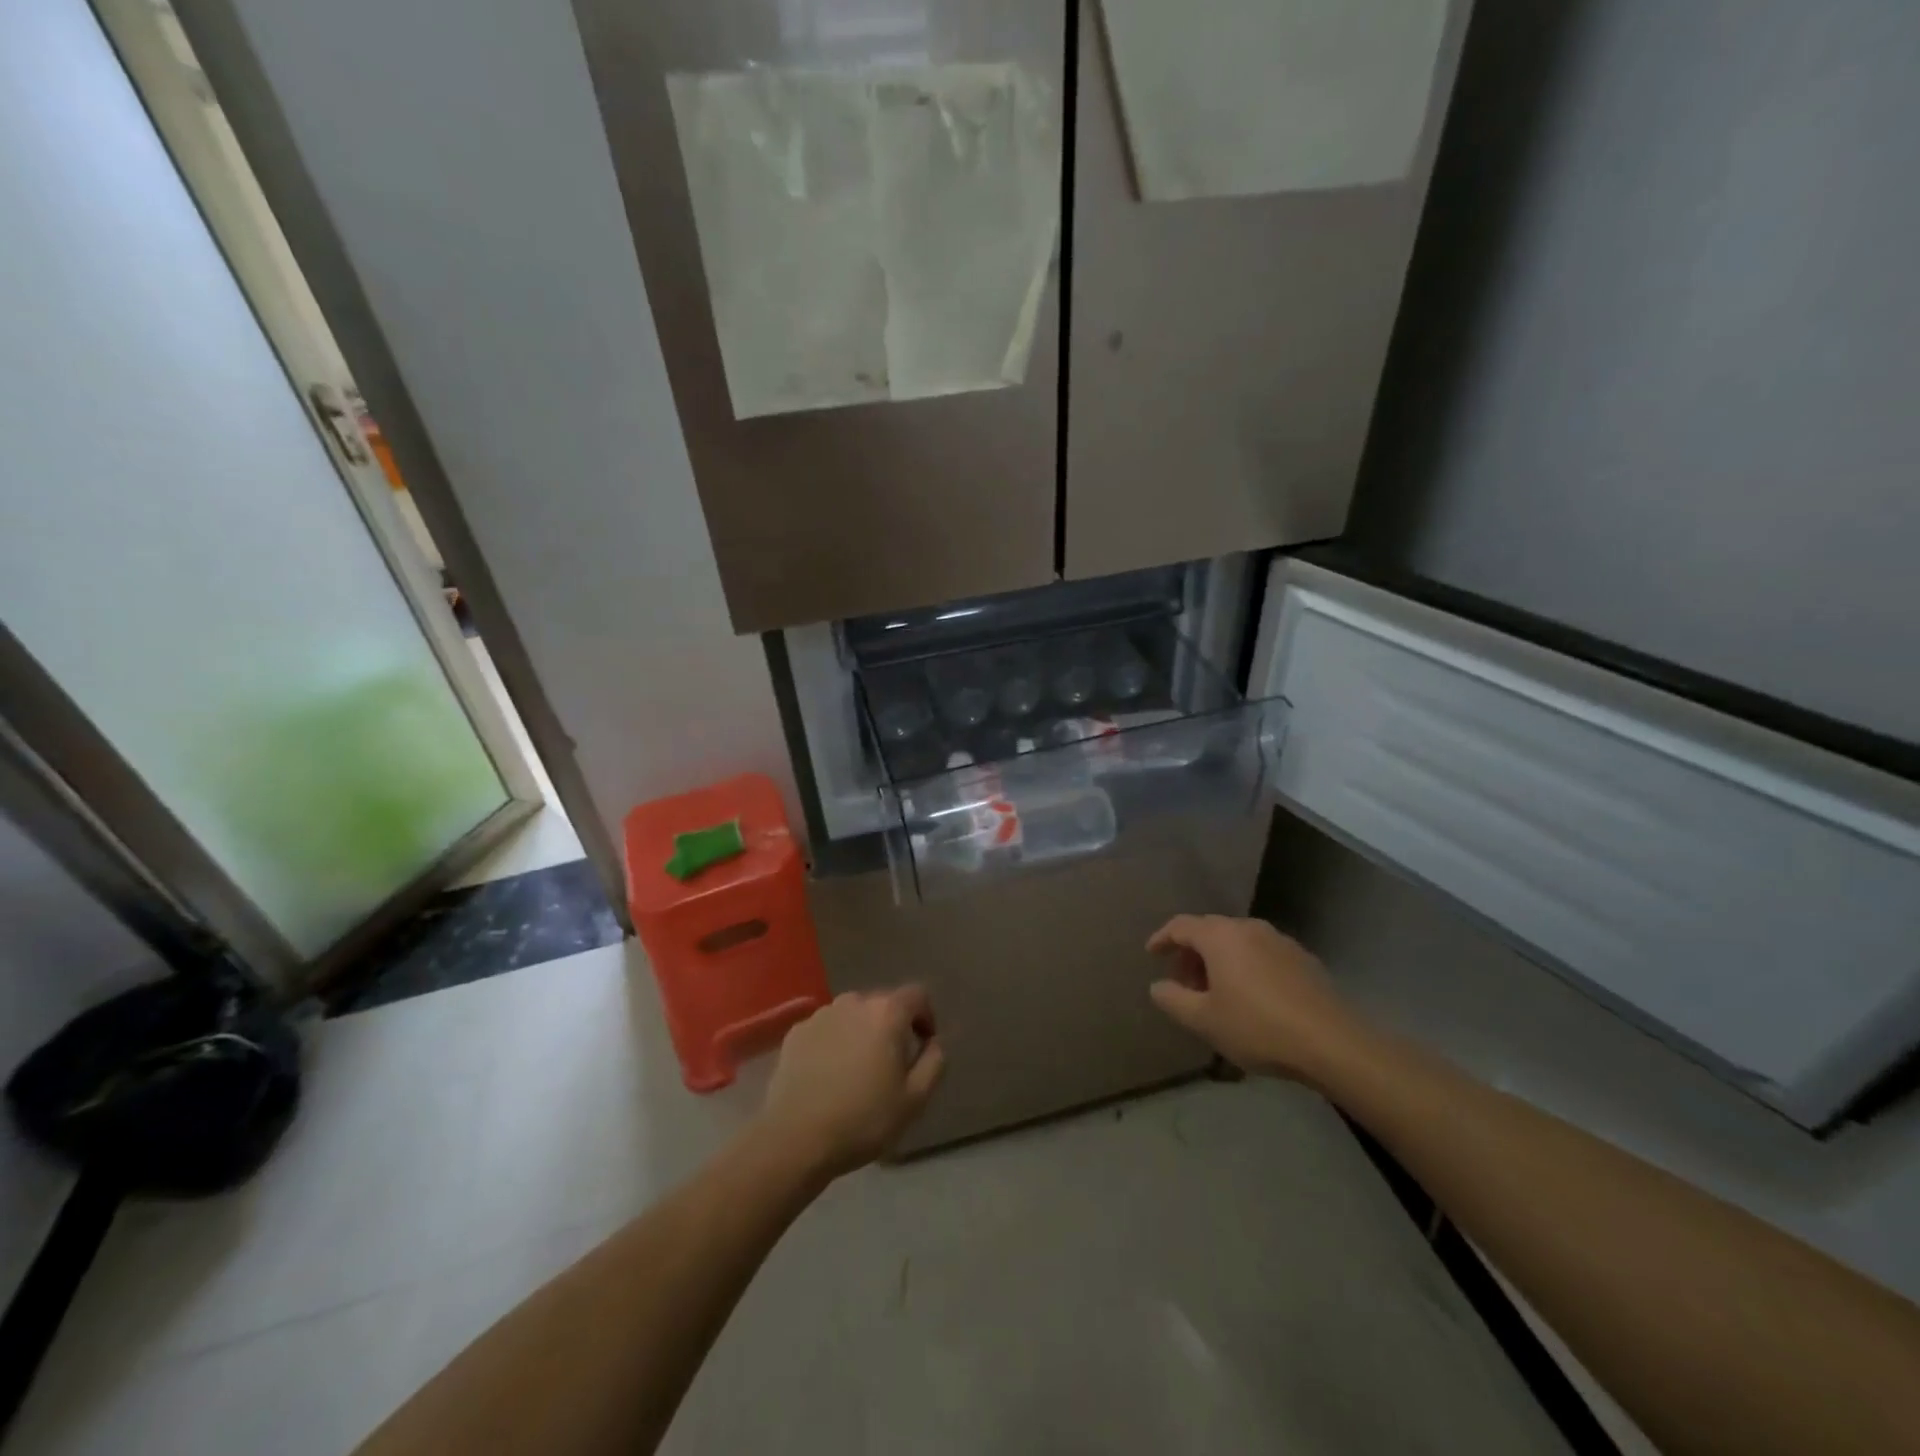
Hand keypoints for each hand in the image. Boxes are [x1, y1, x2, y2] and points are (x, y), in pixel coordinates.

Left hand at [756, 988, 945, 1179]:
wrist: (795, 1139)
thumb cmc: (863, 1118)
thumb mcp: (915, 1099)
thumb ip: (934, 1062)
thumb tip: (934, 1042)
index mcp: (886, 1012)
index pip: (917, 995)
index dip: (926, 1017)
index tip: (923, 1046)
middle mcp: (853, 1002)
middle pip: (883, 1003)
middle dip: (893, 1026)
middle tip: (891, 1064)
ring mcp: (821, 1015)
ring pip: (853, 1015)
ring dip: (862, 1033)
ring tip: (857, 1070)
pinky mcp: (796, 1032)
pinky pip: (827, 1029)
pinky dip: (834, 1042)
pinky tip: (829, 1075)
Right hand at [1146, 915, 1372, 1086]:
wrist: (1332, 1043)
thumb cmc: (1257, 1027)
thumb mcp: (1204, 1020)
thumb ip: (1173, 999)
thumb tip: (1158, 986)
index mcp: (1220, 936)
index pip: (1181, 925)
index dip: (1162, 938)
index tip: (1152, 954)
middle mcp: (1248, 928)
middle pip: (1210, 931)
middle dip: (1191, 954)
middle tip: (1184, 983)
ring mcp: (1280, 941)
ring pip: (1238, 942)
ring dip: (1220, 961)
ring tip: (1216, 993)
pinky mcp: (1303, 959)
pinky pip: (1262, 954)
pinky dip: (1246, 966)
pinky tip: (1251, 998)